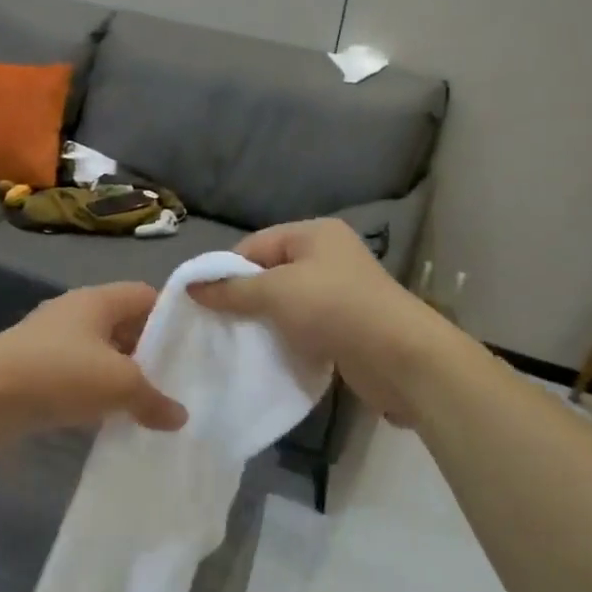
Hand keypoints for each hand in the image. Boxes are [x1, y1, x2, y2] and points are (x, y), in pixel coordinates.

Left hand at [0, 282, 187, 442]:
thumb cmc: (58, 374)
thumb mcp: (118, 384)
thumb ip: (154, 399)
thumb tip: (180, 416)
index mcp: (97, 300)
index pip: (146, 295)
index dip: (172, 315)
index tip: (194, 344)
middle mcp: (75, 313)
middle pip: (124, 324)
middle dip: (150, 350)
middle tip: (178, 378)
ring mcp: (51, 341)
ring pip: (100, 353)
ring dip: (122, 375)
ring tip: (150, 402)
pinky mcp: (34, 370)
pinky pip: (77, 376)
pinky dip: (96, 392)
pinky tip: (110, 417)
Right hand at [190, 219, 457, 424]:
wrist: (399, 357)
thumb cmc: (333, 309)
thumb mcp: (275, 292)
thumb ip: (232, 289)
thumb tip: (192, 287)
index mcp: (314, 233)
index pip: (255, 244)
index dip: (226, 270)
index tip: (203, 301)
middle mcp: (328, 256)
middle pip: (270, 272)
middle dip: (243, 296)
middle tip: (215, 323)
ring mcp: (339, 291)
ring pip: (286, 301)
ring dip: (263, 320)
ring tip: (237, 340)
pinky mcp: (345, 324)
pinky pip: (303, 324)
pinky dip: (285, 336)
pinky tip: (268, 353)